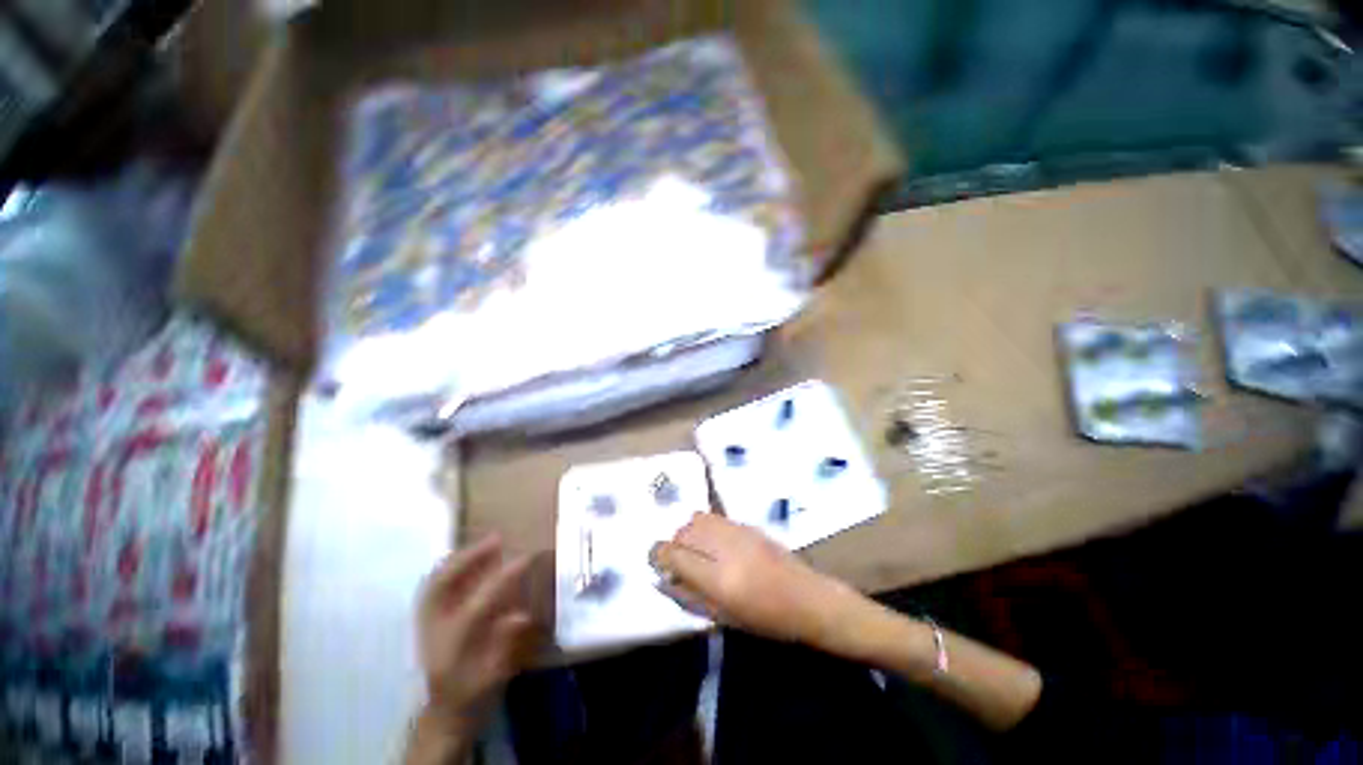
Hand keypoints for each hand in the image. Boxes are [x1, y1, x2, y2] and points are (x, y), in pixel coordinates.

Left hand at [408, 535, 535, 761]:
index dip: (502, 579)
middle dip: (468, 558)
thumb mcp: (494, 676)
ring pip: (433, 583)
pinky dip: (447, 568)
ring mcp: (424, 626)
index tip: (525, 558)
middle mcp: (433, 632)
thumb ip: (506, 645)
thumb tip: (522, 615)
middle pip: (442, 587)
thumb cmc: (473, 695)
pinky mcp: (423, 624)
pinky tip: (463, 559)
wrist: (443, 715)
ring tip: (482, 543)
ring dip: (458, 558)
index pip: (478, 606)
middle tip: (496, 538)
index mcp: (452, 648)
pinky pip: (431, 588)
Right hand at [651, 513, 861, 649]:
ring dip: (688, 532)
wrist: (807, 598)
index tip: (655, 561)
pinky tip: (711, 542)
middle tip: (677, 560)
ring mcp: (737, 531)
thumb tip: (663, 579)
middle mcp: (725, 548)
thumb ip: (689, 597)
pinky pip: (713, 517)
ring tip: (694, 549)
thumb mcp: (722, 617)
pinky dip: (703, 527)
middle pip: (684, 531)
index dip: (659, 555)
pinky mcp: (746, 524)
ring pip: (697, 519)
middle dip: (674, 544)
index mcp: (719, 578)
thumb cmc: (765, 619)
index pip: (675, 555)